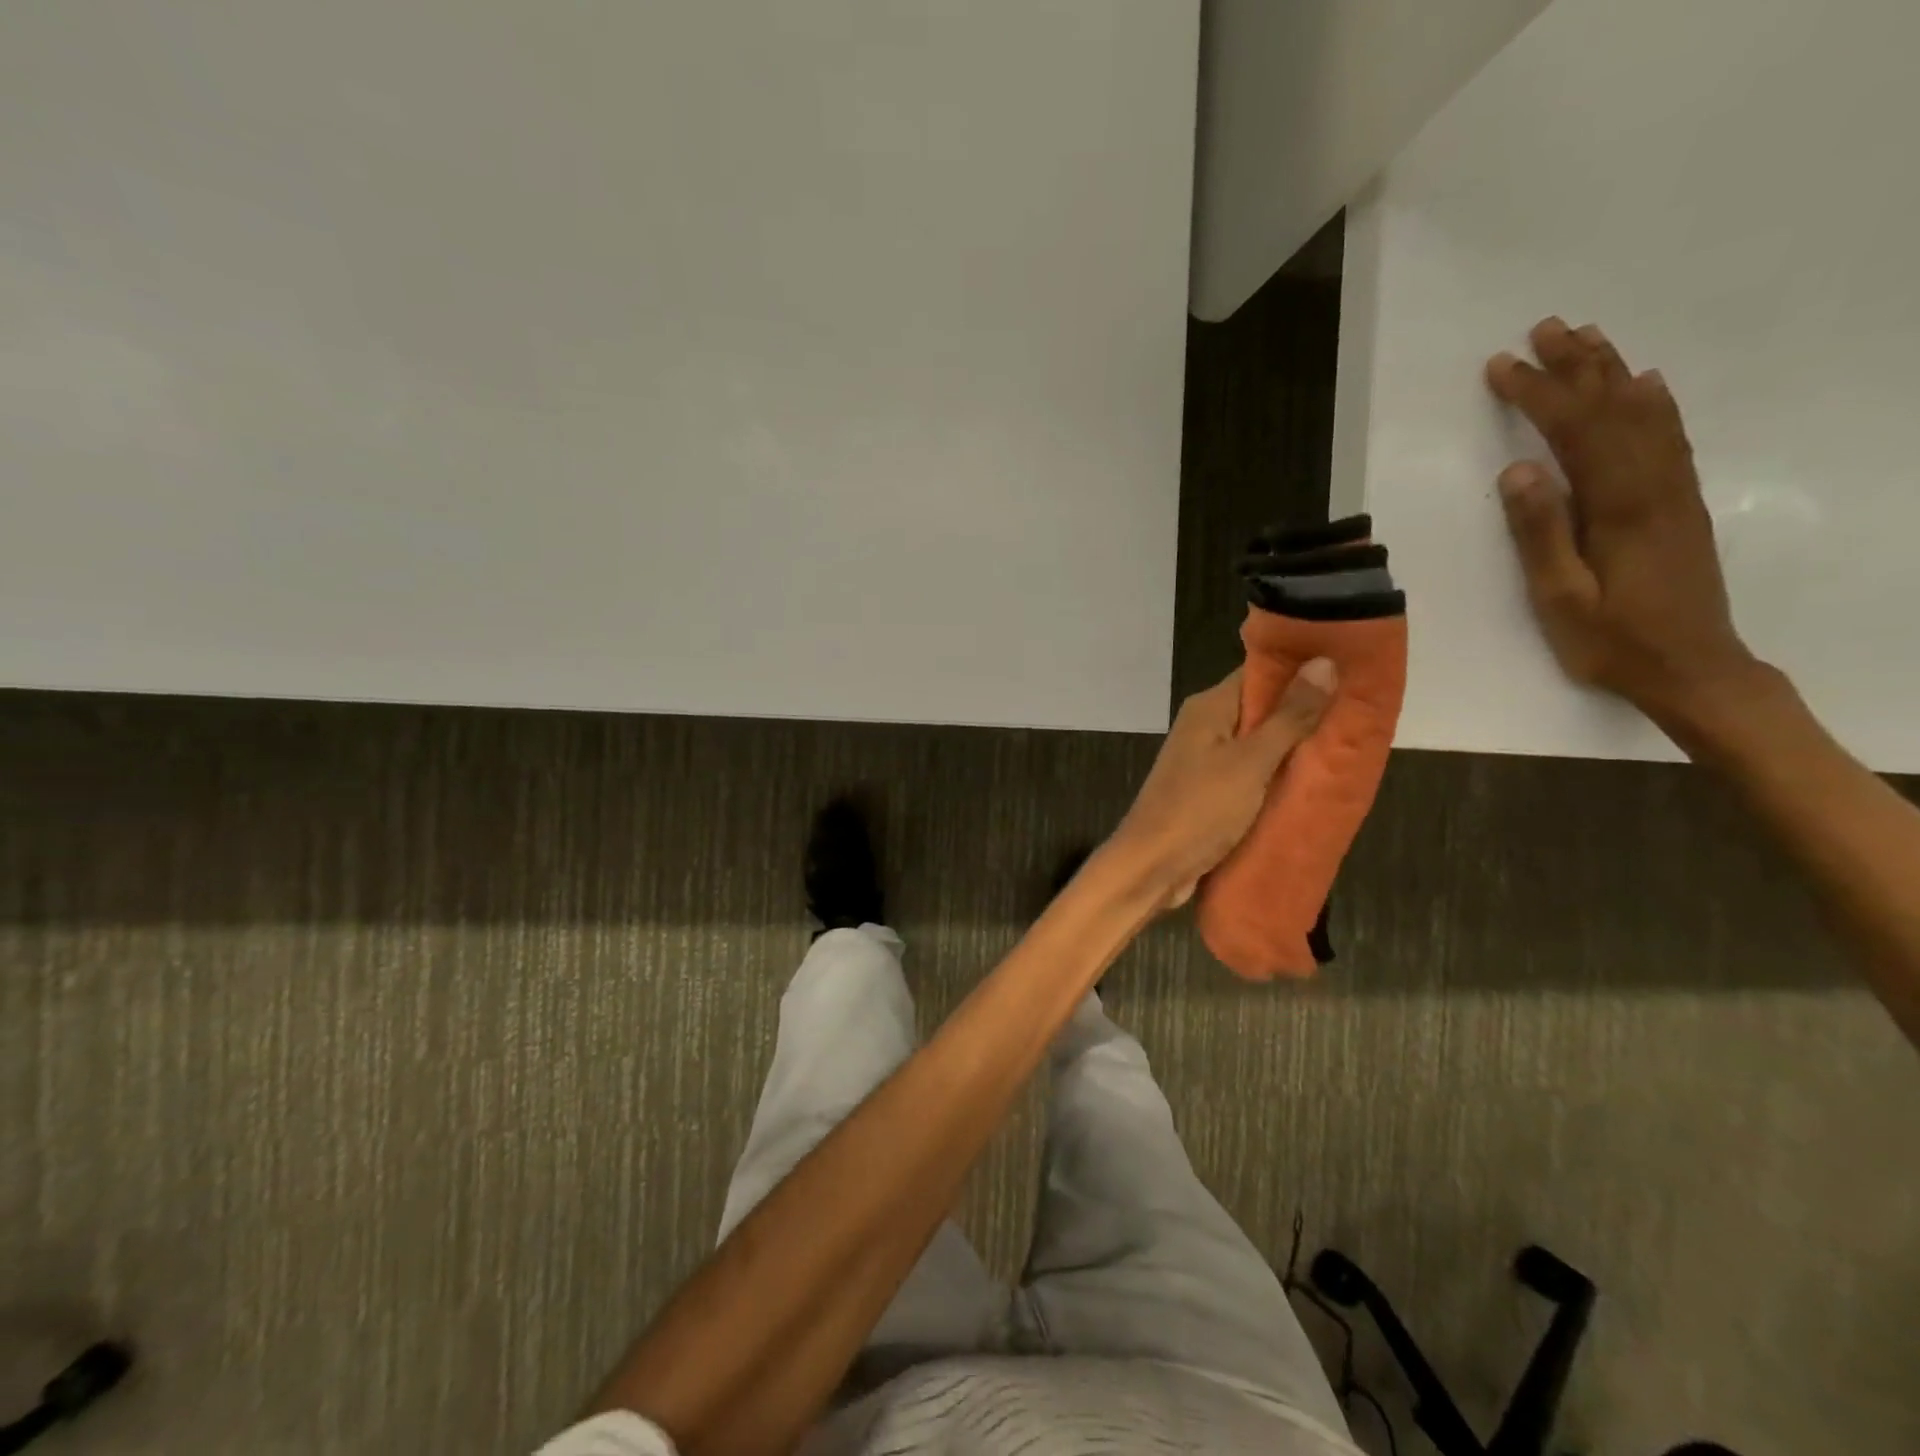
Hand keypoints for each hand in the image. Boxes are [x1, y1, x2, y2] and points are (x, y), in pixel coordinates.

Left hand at [1110, 661, 1335, 909]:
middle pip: (1263, 708)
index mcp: (1209, 707)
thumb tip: (1324, 662)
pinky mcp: (1212, 792)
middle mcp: (1206, 726)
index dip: (1304, 667)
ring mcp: (1207, 760)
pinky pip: (1254, 774)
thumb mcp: (1251, 761)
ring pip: (1261, 744)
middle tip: (1363, 713)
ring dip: (1297, 747)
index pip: (1261, 671)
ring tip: (1353, 745)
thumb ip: (1288, 716)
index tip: (1354, 668)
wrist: (1152, 866)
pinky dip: (1280, 776)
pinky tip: (1317, 781)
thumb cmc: (1199, 808)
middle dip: (1308, 711)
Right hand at [1486, 318, 1760, 729]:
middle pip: (1614, 409)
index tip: (1502, 366)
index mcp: (1619, 507)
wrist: (1695, 669)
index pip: (1575, 431)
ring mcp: (1674, 491)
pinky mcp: (1680, 504)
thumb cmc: (1613, 641)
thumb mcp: (1560, 598)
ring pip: (1645, 415)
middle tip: (1544, 329)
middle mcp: (1654, 485)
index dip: (1538, 394)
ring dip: (1613, 373)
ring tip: (1586, 339)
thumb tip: (1517, 470)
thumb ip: (1540, 534)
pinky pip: (1669, 438)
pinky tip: (1644, 385)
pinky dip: (1653, 404)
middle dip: (1577, 366)